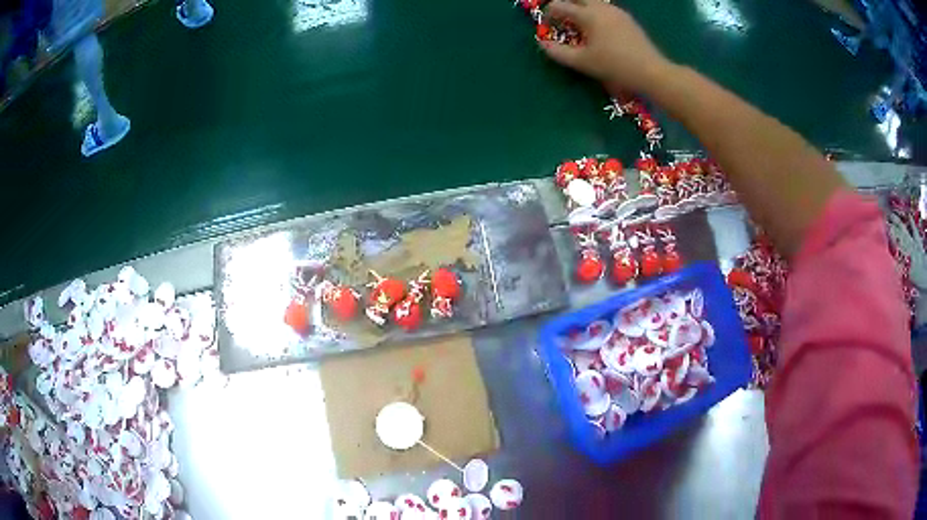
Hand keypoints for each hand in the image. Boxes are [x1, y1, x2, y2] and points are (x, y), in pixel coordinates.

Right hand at [539, 0, 671, 94]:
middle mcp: (601, 8)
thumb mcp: (582, 62)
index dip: (548, 14)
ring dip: (581, 8)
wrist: (651, 71)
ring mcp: (617, 12)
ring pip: (593, 2)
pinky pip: (605, 9)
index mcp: (588, 15)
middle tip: (561, 18)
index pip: (559, 5)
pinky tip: (599, 30)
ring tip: (580, 25)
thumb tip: (542, 43)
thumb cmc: (614, 66)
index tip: (548, 26)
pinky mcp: (628, 19)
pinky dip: (596, 13)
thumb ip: (558, 52)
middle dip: (565, 5)